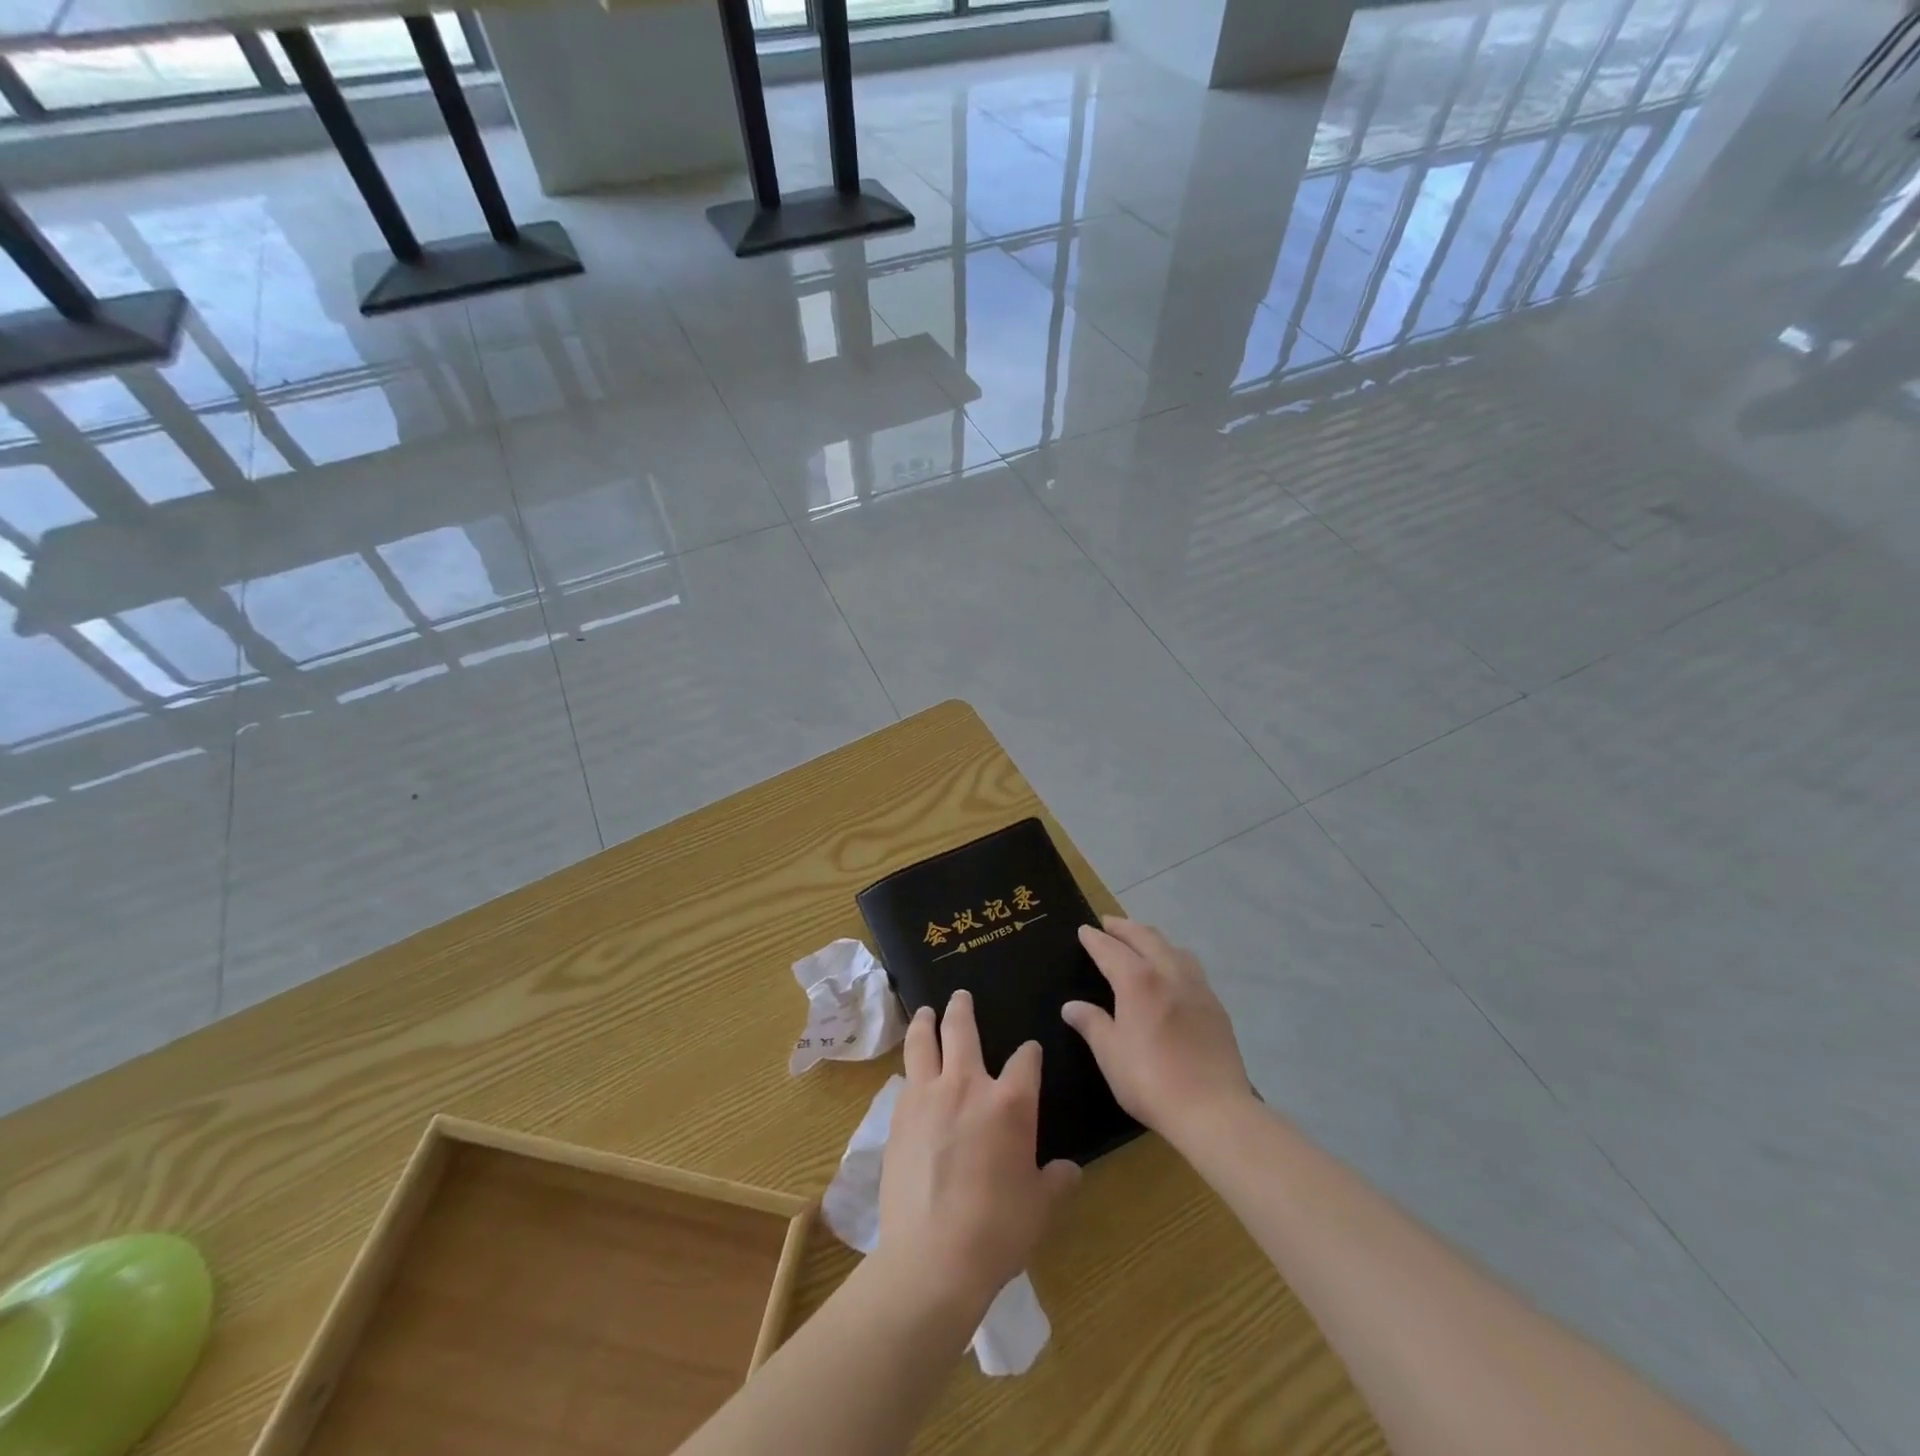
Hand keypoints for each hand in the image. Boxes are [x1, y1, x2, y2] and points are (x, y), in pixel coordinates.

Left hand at [878, 991, 1079, 1313]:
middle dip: (963, 1009)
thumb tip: (1070, 1171)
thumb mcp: (1039, 1206)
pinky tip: (910, 1073)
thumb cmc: (998, 1230)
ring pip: (923, 1042)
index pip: (1025, 1060)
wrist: (933, 1256)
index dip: (1030, 1054)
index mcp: (1011, 1101)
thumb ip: (1055, 1180)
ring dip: (926, 1022)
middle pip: (962, 1030)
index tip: (1030, 1053)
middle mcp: (967, 1085)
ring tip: (926, 1013)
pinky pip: (905, 1078)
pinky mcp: (899, 1115)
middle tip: (960, 996)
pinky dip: (910, 1068)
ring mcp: (927, 1096)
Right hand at [1063, 917, 1253, 1142]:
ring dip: (1152, 938)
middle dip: (1124, 927)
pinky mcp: (1215, 1005)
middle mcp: (1168, 973)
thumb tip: (1071, 1006)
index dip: (1095, 939)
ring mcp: (1197, 987)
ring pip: (1173, 947)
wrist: (1214, 1109)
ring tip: (1141, 941)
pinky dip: (1174, 958)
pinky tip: (1172, 973)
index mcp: (1138, 980)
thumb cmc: (1151, 1081)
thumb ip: (1091, 1024)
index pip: (1110, 949)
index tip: (1084, 930)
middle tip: (1109, 923)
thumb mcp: (1110, 1054)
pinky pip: (1191, 967)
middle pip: (1145, 937)